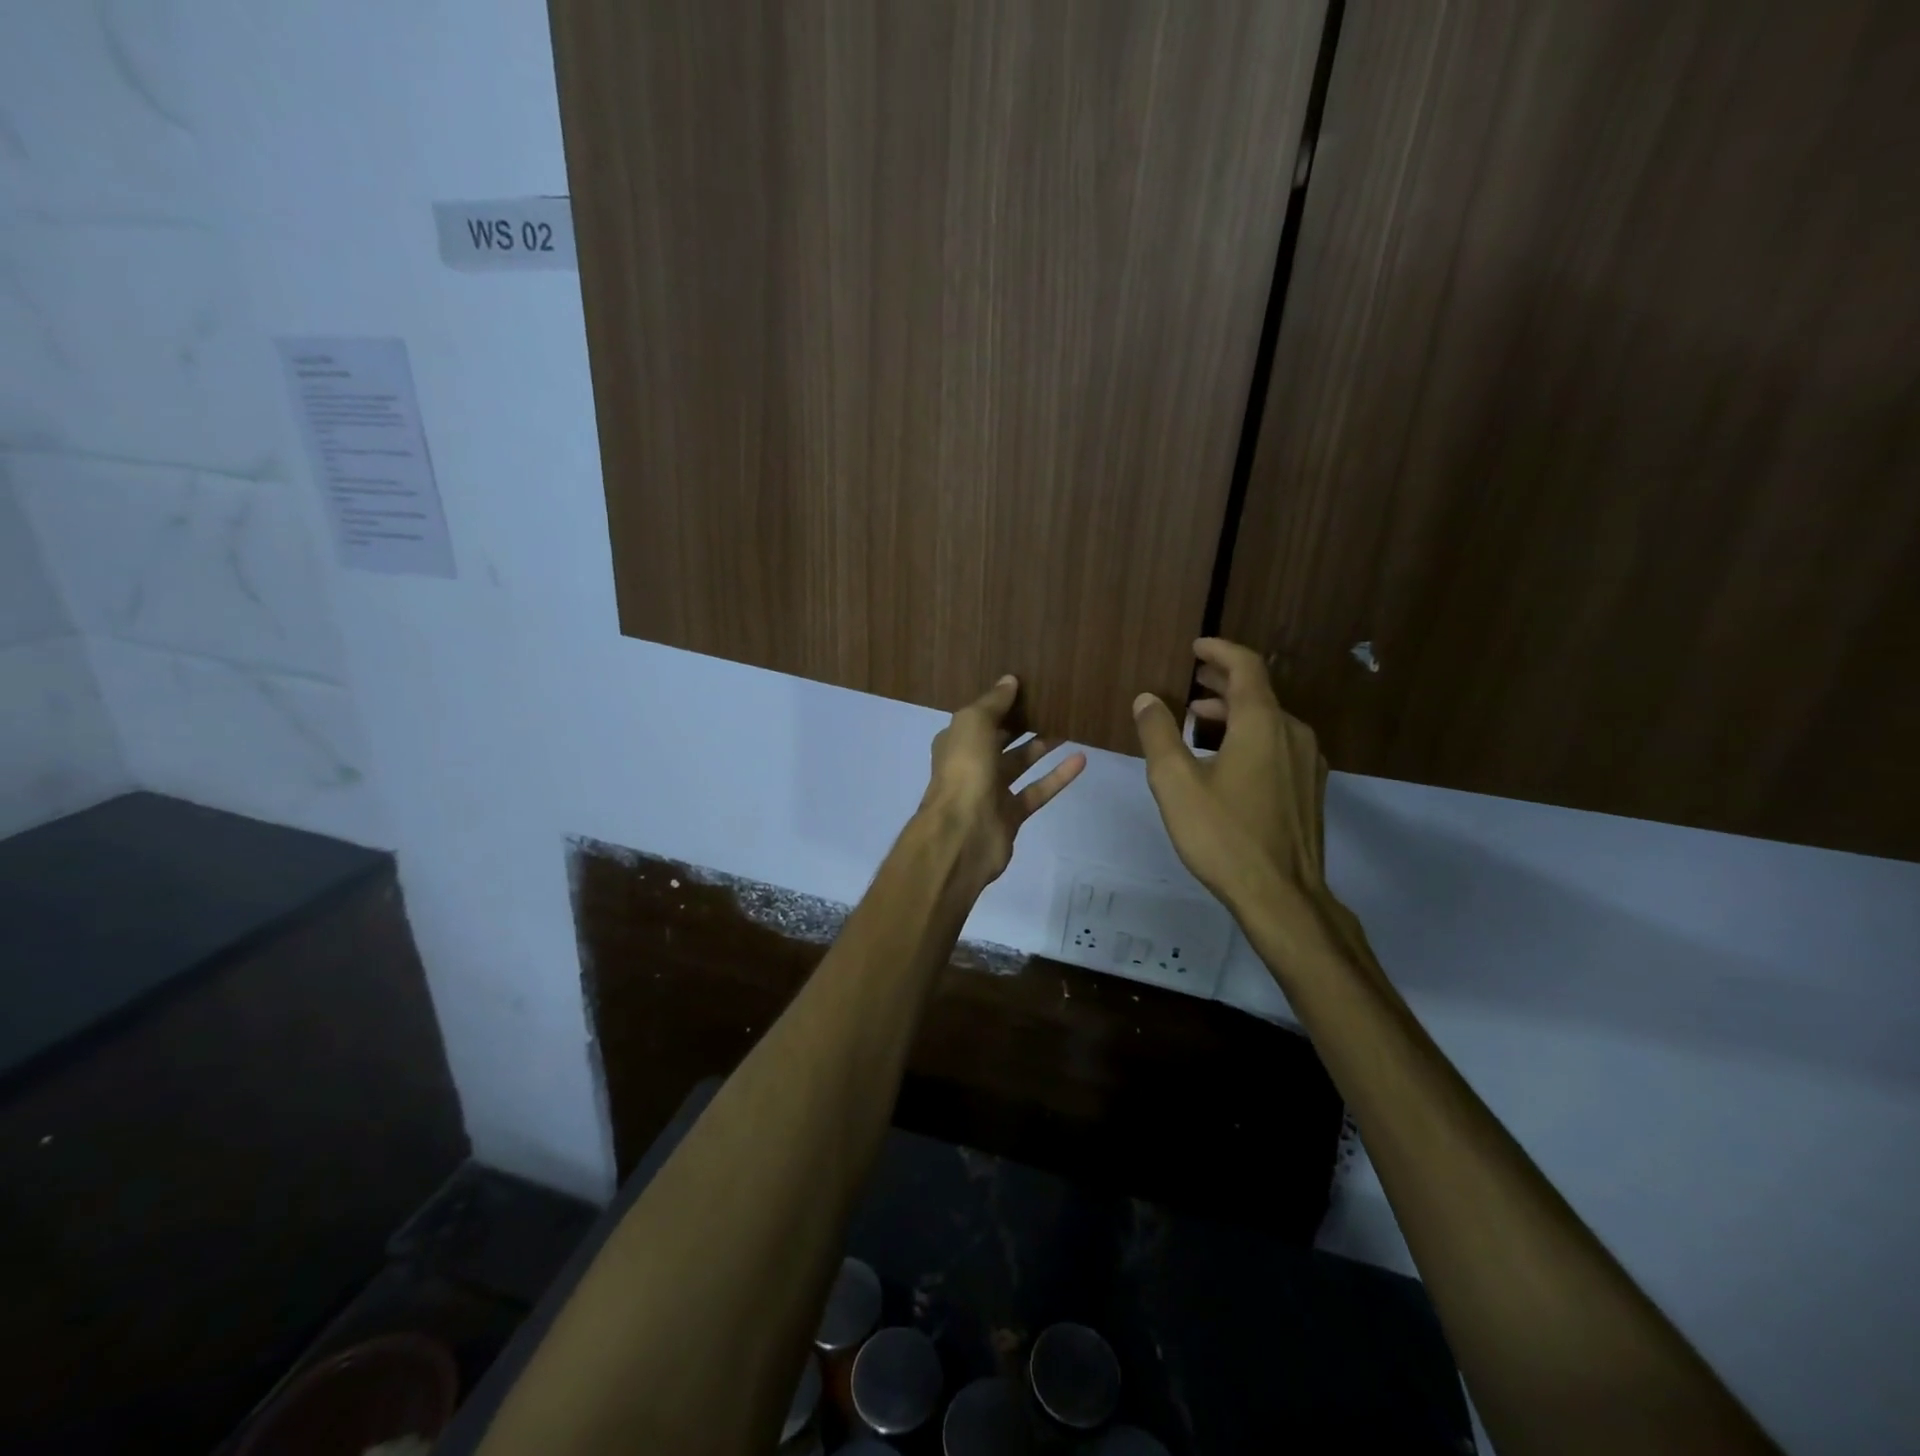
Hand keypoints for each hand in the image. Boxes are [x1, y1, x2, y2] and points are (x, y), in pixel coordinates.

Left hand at [920, 675, 1086, 891]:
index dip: (1000, 702)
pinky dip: (1058, 776)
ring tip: (1069, 725)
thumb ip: (993, 703)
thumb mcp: (973, 724)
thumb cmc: (964, 770)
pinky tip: (1081, 758)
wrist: (962, 834)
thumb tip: (1010, 680)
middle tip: (1053, 703)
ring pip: (1021, 763)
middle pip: (1000, 739)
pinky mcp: (1012, 814)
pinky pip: (1038, 790)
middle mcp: (971, 764)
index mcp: (956, 741)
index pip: (979, 717)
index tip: (1028, 686)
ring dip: (1043, 745)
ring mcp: (991, 791)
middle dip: (1023, 722)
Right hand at [1132, 639, 1330, 915]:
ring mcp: (1308, 762)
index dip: (1219, 650)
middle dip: (1221, 683)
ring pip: (1269, 721)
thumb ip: (1158, 735)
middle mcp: (1293, 733)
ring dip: (1233, 714)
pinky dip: (1250, 737)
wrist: (1282, 895)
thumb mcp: (1175, 783)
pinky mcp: (1310, 788)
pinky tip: (1227, 760)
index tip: (1196, 647)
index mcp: (1262, 723)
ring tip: (1197, 723)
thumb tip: (1147, 699)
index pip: (1245, 667)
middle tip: (1191, 682)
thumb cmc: (1223, 835)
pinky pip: (1278, 745)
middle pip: (1257, 693)